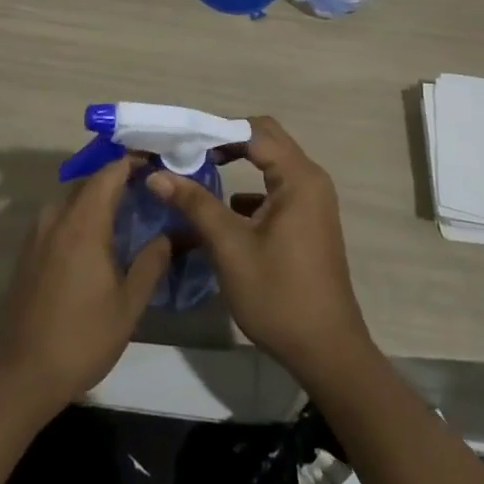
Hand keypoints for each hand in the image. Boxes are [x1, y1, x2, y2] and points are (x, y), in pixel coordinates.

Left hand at [0, 155, 169, 414]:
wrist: (21, 372)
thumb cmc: (81, 337)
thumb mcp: (128, 305)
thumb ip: (151, 263)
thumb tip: (168, 236)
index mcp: (84, 222)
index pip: (110, 173)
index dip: (132, 163)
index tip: (156, 165)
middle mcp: (57, 217)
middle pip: (90, 183)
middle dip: (117, 181)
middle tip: (147, 192)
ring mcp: (38, 233)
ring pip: (72, 201)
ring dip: (97, 200)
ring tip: (125, 216)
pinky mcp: (28, 251)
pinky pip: (59, 219)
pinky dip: (80, 218)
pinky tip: (95, 242)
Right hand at [149, 116, 371, 379]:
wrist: (327, 352)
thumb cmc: (278, 295)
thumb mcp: (230, 247)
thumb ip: (195, 204)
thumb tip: (156, 174)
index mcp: (298, 177)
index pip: (254, 131)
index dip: (216, 131)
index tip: (182, 141)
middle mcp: (310, 179)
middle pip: (265, 139)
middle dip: (227, 140)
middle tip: (190, 152)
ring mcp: (313, 201)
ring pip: (272, 162)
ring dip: (238, 161)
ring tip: (200, 172)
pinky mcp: (309, 220)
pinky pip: (277, 187)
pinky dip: (250, 188)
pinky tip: (225, 211)